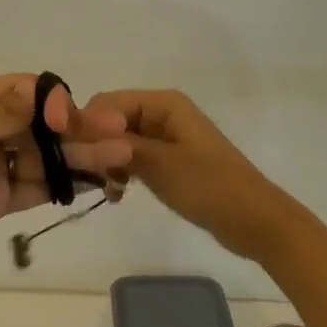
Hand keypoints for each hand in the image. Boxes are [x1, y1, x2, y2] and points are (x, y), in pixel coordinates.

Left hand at [0, 74, 132, 281]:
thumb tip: (41, 96)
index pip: (22, 92)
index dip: (50, 101)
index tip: (65, 122)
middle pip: (40, 124)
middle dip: (77, 128)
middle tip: (118, 137)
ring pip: (46, 155)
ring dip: (81, 156)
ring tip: (120, 159)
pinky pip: (38, 187)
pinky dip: (66, 184)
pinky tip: (97, 182)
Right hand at [86, 89, 295, 260]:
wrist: (256, 222)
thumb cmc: (210, 186)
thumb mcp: (159, 164)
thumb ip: (117, 145)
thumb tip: (78, 131)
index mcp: (163, 103)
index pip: (107, 103)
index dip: (86, 125)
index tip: (70, 155)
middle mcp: (163, 112)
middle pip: (112, 120)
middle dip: (96, 145)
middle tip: (86, 176)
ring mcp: (167, 137)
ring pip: (120, 140)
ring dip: (108, 161)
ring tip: (107, 189)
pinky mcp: (170, 159)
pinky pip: (134, 156)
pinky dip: (123, 171)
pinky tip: (118, 194)